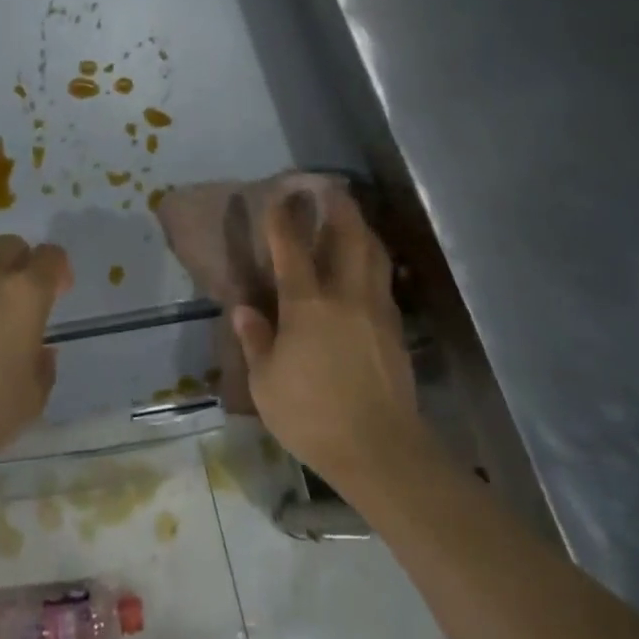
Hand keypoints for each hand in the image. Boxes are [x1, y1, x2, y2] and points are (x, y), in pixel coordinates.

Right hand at [233, 191, 421, 489]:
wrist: (380, 450)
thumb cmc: (312, 415)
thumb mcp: (266, 382)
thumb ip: (256, 340)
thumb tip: (243, 309)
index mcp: (308, 304)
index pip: (292, 249)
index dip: (284, 219)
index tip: (279, 196)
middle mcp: (346, 296)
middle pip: (349, 237)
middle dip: (339, 207)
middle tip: (330, 189)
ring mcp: (376, 311)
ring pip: (374, 255)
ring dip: (362, 229)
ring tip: (352, 218)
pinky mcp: (395, 330)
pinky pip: (383, 280)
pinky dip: (373, 261)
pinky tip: (366, 268)